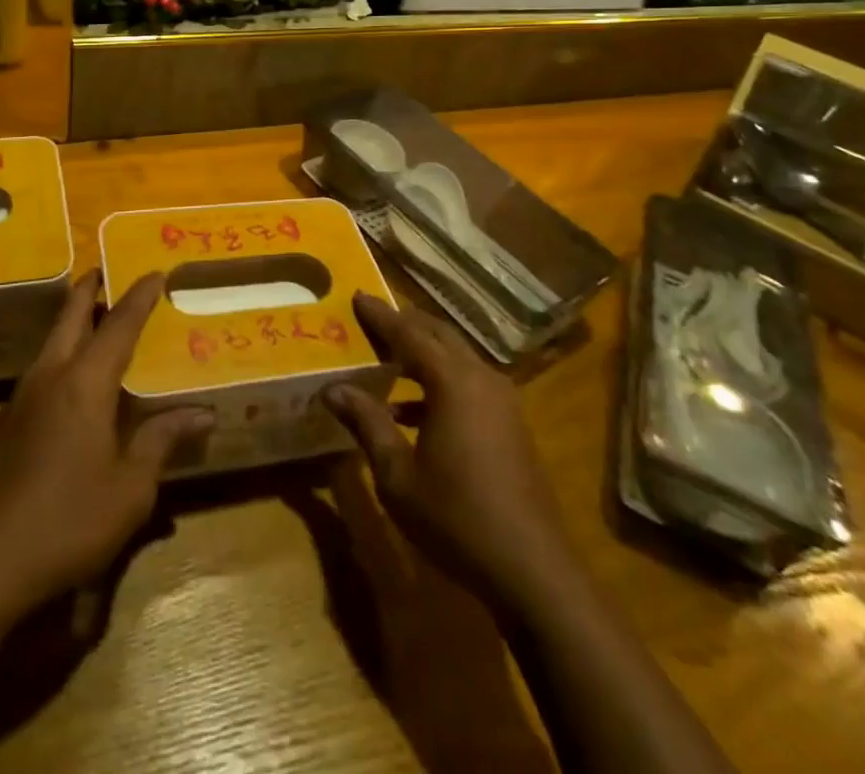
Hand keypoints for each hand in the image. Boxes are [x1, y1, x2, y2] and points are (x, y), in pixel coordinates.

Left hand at [0, 270, 211, 618]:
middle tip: (111, 272)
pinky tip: (76, 383)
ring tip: (101, 321)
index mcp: (85, 382)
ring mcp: (22, 397)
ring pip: (52, 339)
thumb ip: (162, 442)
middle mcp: (51, 375)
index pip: (119, 324)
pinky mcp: (6, 423)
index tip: (156, 271)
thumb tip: (203, 414)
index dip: (140, 295)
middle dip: (91, 288)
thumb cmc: (66, 521)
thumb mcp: (129, 488)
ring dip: (75, 320)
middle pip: (71, 314)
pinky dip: (64, 354)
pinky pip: (43, 368)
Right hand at [324, 293, 579, 613]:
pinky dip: (439, 380)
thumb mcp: (398, 474)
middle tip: (372, 319)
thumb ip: (367, 423)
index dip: (381, 316)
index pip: (409, 333)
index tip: (357, 296)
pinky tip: (412, 409)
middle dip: (405, 324)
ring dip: (423, 351)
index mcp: (453, 381)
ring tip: (388, 357)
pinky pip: (468, 381)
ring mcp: (502, 400)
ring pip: (456, 357)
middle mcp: (481, 378)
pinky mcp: (511, 423)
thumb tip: (333, 389)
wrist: (531, 568)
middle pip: (438, 335)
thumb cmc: (456, 517)